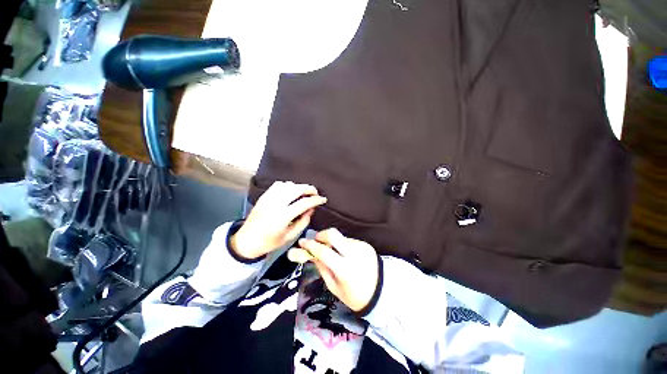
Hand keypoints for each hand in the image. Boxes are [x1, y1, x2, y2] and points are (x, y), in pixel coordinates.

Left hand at [231, 181, 326, 259]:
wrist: (246, 241)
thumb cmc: (269, 242)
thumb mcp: (290, 236)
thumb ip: (303, 221)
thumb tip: (311, 208)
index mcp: (282, 217)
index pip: (304, 203)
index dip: (316, 200)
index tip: (323, 199)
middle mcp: (275, 204)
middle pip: (296, 189)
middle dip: (309, 189)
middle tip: (315, 193)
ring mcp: (268, 198)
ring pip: (287, 185)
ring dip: (299, 187)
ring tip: (304, 193)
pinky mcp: (263, 196)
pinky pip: (278, 185)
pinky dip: (287, 185)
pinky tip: (291, 191)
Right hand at [288, 229, 379, 312]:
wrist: (382, 293)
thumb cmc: (355, 295)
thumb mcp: (334, 287)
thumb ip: (322, 268)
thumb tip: (311, 254)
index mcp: (344, 269)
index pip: (323, 252)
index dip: (310, 245)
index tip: (302, 242)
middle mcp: (354, 254)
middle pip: (333, 234)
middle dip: (321, 234)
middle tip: (316, 240)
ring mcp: (361, 247)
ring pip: (341, 237)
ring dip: (333, 242)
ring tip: (334, 253)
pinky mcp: (366, 244)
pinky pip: (349, 241)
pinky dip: (343, 245)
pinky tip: (345, 255)